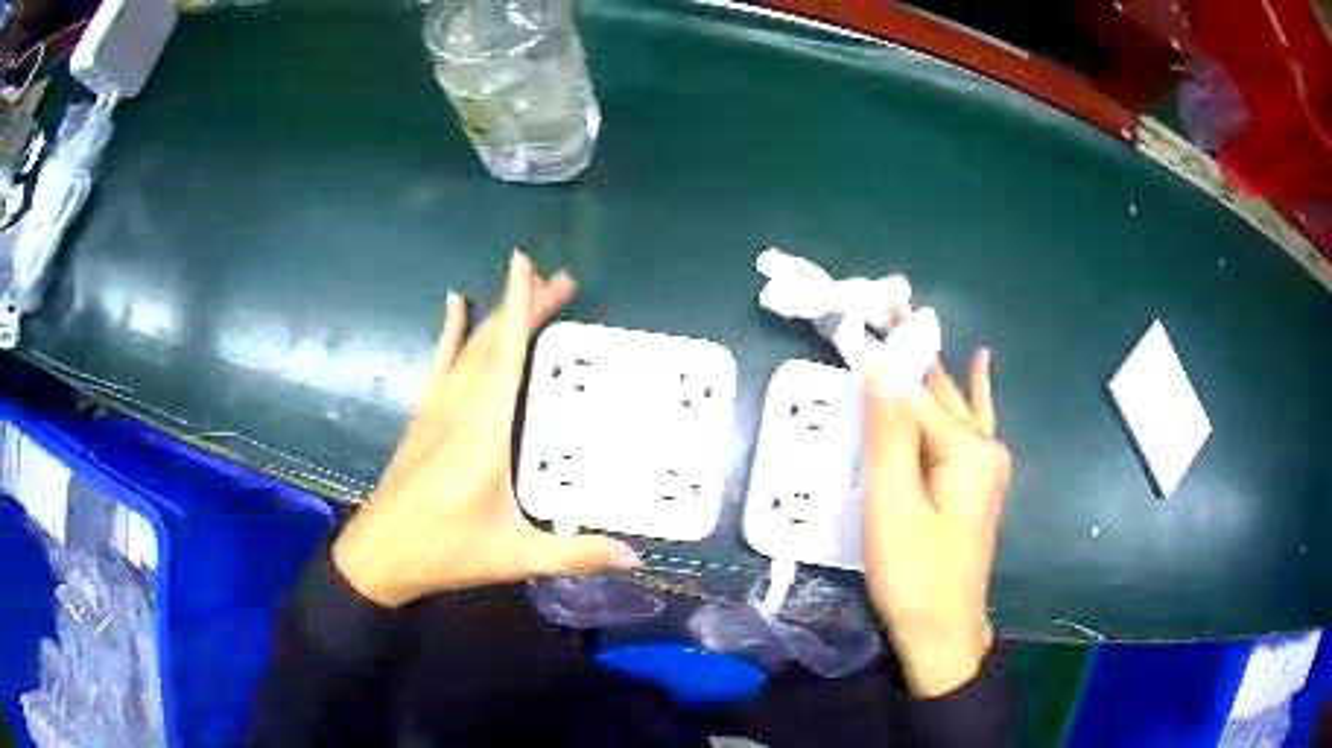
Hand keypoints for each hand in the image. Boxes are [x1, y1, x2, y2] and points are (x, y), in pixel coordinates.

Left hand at [332, 253, 641, 608]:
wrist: (380, 554)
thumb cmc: (447, 551)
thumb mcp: (515, 556)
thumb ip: (577, 554)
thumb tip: (638, 558)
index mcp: (484, 432)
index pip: (505, 356)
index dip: (518, 307)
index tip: (527, 263)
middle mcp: (458, 408)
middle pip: (493, 343)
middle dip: (524, 305)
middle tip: (560, 279)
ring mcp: (435, 409)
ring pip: (469, 348)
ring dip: (497, 315)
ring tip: (525, 286)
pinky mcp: (422, 417)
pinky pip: (440, 362)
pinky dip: (450, 332)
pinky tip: (454, 306)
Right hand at [862, 350, 1010, 696]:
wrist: (943, 628)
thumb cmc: (914, 571)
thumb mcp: (893, 505)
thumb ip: (890, 435)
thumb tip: (885, 369)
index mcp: (966, 449)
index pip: (916, 394)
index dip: (887, 360)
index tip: (866, 319)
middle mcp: (984, 448)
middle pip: (940, 393)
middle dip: (914, 354)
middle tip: (889, 310)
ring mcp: (986, 466)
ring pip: (954, 406)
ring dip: (933, 370)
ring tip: (918, 326)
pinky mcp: (978, 484)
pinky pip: (972, 425)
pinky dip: (972, 393)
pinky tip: (981, 366)